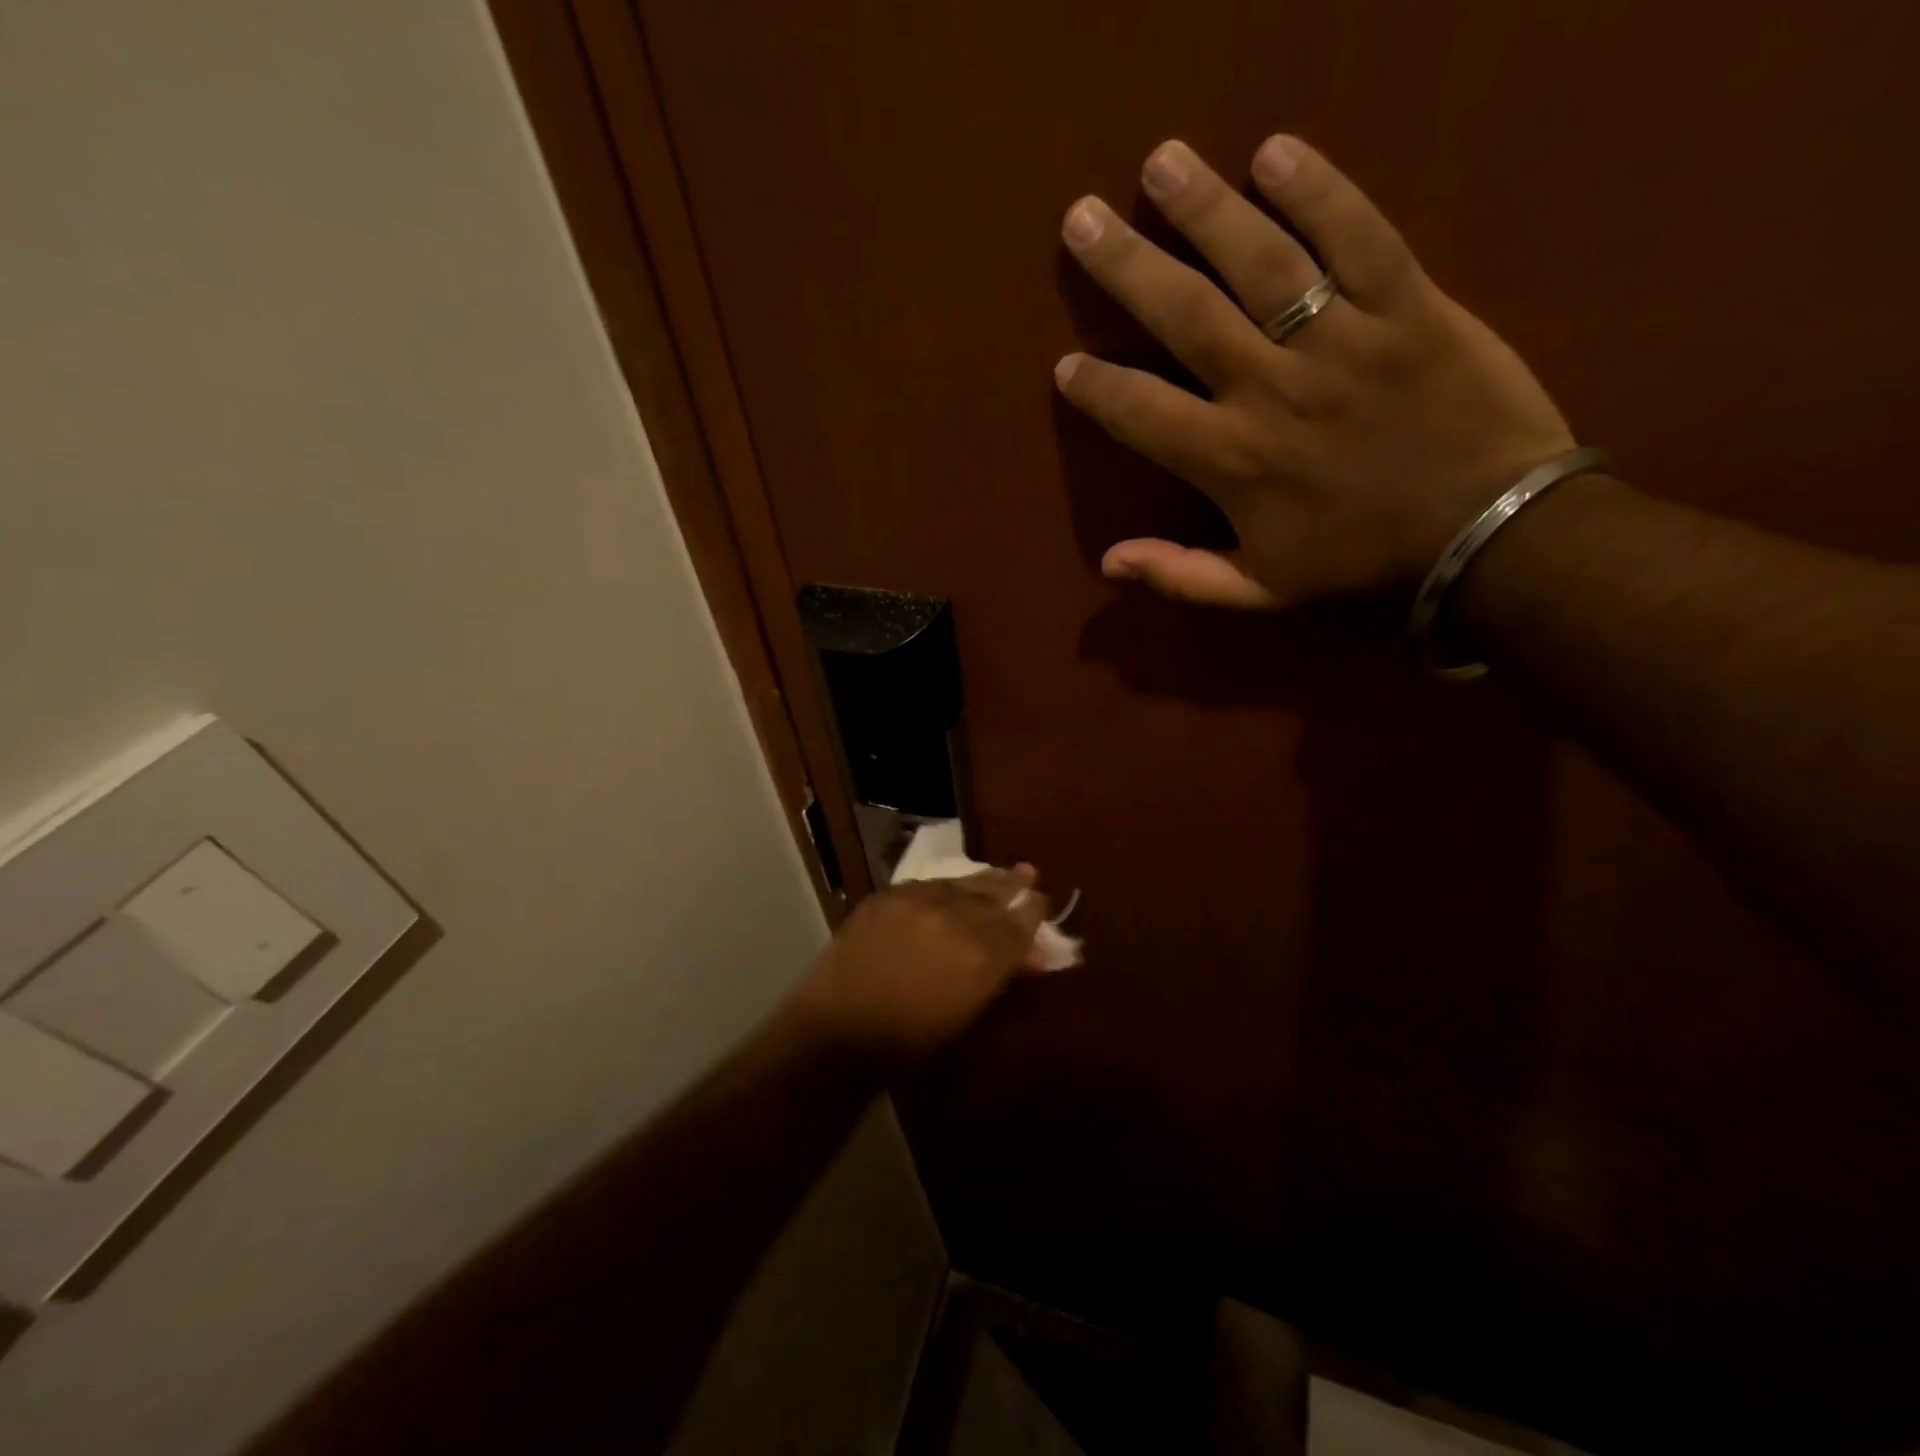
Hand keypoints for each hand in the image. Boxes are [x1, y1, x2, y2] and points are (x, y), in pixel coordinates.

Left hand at [787, 868, 1050, 1064]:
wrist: (837, 1031)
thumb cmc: (908, 1042)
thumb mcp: (966, 1016)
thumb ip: (998, 978)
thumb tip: (1028, 956)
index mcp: (980, 957)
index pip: (1019, 925)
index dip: (1033, 913)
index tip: (1042, 902)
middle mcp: (954, 919)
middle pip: (994, 896)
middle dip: (1014, 887)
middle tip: (1029, 875)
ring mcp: (918, 902)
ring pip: (962, 883)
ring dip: (985, 880)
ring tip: (1002, 872)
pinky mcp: (888, 895)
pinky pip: (928, 884)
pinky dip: (947, 886)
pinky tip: (954, 886)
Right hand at [1055, 135, 1573, 607]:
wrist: (1489, 532)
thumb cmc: (1362, 562)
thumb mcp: (1261, 591)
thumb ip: (1182, 576)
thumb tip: (1109, 562)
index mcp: (1233, 461)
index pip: (1141, 412)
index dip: (1097, 387)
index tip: (1066, 364)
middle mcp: (1272, 389)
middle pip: (1185, 315)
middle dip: (1127, 265)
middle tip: (1080, 218)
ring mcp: (1342, 341)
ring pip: (1260, 262)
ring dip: (1205, 209)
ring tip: (1161, 163)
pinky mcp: (1409, 305)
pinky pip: (1359, 236)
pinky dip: (1319, 191)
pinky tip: (1274, 151)